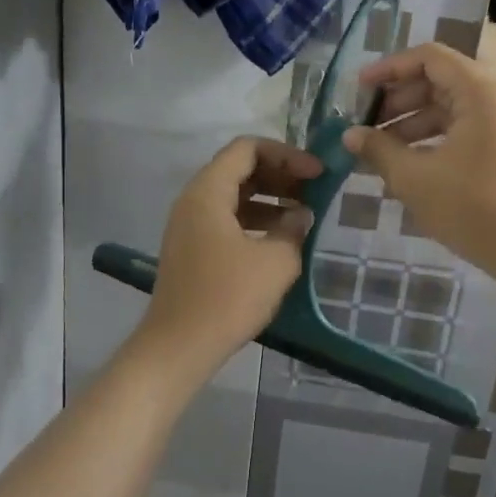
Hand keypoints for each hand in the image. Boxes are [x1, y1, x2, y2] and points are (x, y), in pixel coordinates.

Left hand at [136, 137, 322, 374]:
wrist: (179, 347)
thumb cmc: (228, 297)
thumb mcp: (275, 261)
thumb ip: (293, 229)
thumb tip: (301, 215)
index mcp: (207, 192)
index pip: (247, 149)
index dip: (286, 154)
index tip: (316, 173)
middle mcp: (193, 200)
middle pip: (239, 169)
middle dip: (280, 174)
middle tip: (314, 190)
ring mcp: (189, 226)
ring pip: (234, 195)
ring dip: (270, 198)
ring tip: (304, 214)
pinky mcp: (193, 249)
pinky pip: (227, 219)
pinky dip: (255, 220)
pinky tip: (281, 239)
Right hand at [343, 43, 495, 274]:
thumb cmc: (471, 206)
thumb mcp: (414, 177)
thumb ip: (378, 149)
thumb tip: (350, 135)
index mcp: (481, 90)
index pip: (428, 58)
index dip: (389, 69)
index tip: (359, 90)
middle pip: (440, 81)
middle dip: (399, 102)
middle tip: (367, 126)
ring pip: (453, 108)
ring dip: (414, 124)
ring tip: (381, 152)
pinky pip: (468, 129)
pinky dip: (437, 140)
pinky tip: (409, 166)